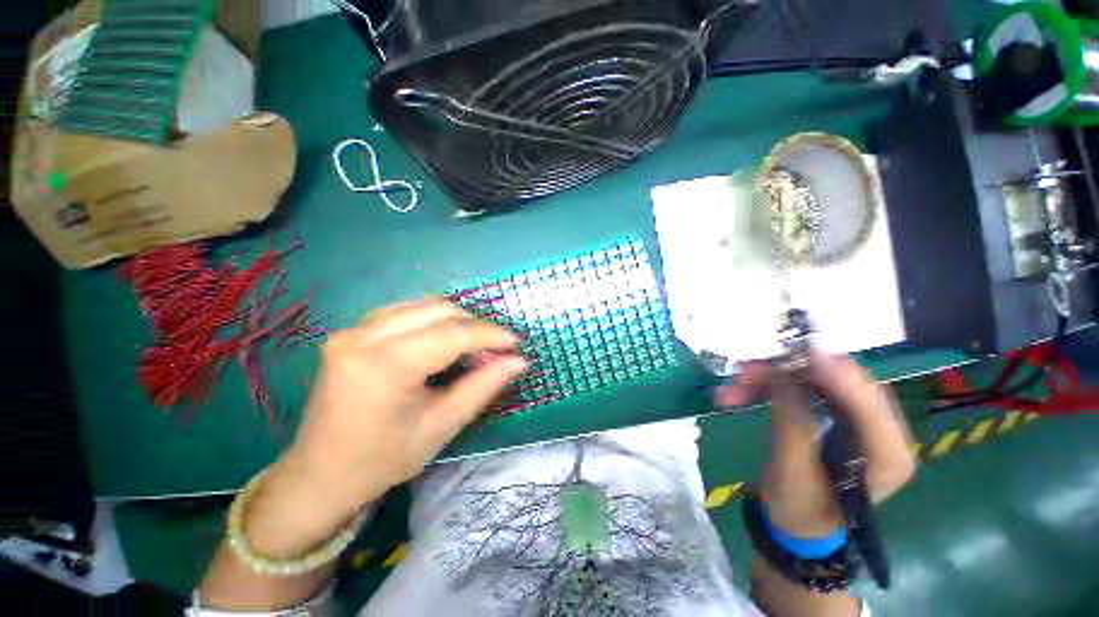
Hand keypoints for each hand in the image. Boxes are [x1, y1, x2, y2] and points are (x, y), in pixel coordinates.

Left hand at [245, 299, 527, 557]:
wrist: (318, 477)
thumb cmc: (382, 461)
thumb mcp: (441, 426)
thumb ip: (483, 387)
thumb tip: (518, 361)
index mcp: (385, 365)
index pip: (452, 333)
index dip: (490, 335)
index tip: (515, 344)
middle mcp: (364, 336)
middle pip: (438, 309)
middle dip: (474, 325)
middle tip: (494, 349)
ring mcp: (352, 330)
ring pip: (421, 305)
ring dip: (455, 320)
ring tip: (472, 345)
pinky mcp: (350, 332)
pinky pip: (403, 311)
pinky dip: (431, 320)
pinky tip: (441, 340)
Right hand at [714, 352, 914, 533]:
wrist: (793, 523)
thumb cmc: (800, 509)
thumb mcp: (794, 471)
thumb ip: (793, 422)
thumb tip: (785, 374)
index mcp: (888, 455)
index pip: (871, 404)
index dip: (839, 374)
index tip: (806, 350)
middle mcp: (876, 431)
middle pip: (835, 385)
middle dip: (788, 373)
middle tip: (747, 369)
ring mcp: (849, 420)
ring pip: (809, 384)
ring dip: (768, 380)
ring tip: (733, 386)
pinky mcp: (824, 415)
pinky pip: (794, 391)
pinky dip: (764, 388)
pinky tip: (735, 394)